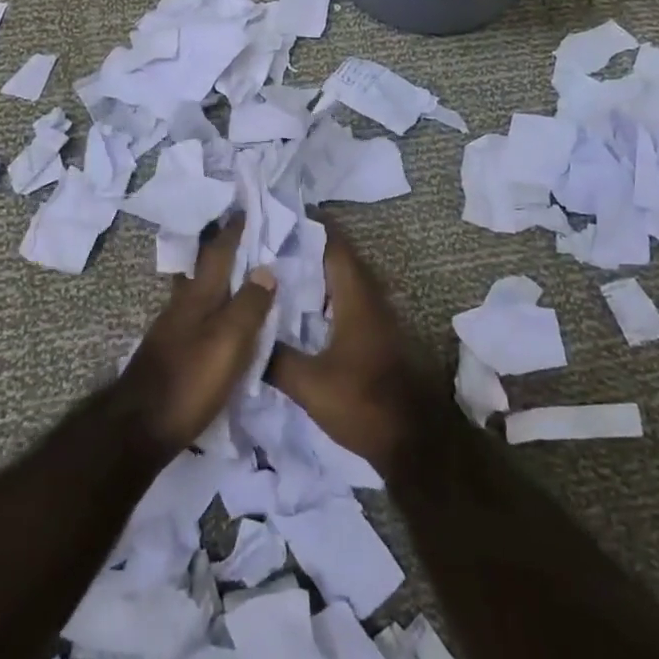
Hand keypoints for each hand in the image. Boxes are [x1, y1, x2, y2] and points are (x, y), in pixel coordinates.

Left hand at [118, 218, 276, 451]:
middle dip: (221, 250)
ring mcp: (172, 330)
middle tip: (243, 235)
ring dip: (217, 278)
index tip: (245, 208)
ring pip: (199, 292)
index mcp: (198, 297)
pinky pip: (197, 316)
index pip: (218, 253)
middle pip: (204, 269)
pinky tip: (221, 320)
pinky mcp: (170, 353)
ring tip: (239, 275)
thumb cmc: (189, 381)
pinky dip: (213, 307)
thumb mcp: (228, 342)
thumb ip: (249, 306)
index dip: (233, 231)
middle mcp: (182, 306)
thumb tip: (266, 270)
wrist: (137, 429)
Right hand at [266, 217, 437, 475]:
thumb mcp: (310, 385)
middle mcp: (371, 298)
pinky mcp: (379, 336)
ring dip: (318, 271)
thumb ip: (275, 358)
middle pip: (339, 258)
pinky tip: (302, 309)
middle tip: (269, 242)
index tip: (278, 215)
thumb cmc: (363, 404)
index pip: (334, 245)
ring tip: (280, 269)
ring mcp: (378, 317)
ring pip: (345, 280)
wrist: (415, 442)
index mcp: (356, 297)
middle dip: (307, 246)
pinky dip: (326, 294)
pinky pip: (349, 300)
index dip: (309, 226)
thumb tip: (243, 336)